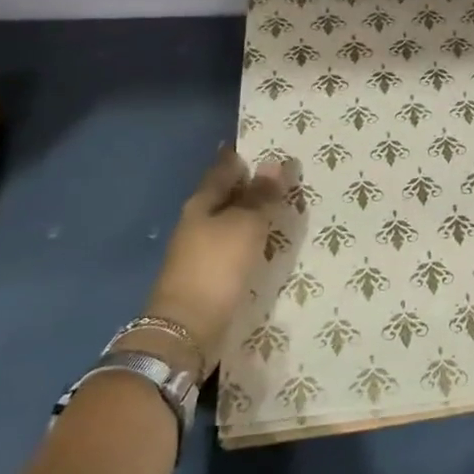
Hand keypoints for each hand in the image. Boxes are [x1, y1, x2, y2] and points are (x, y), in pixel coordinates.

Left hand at [135, 148, 282, 373]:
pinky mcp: (211, 275)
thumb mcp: (245, 224)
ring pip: (232, 221)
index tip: (268, 144)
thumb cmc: (216, 267)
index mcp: (202, 202)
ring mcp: (202, 250)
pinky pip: (236, 246)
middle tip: (286, 173)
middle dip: (252, 184)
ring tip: (286, 205)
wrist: (187, 329)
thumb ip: (261, 195)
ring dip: (254, 213)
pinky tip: (270, 241)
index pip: (224, 167)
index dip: (244, 155)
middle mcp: (198, 221)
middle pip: (227, 194)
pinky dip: (252, 238)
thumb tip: (273, 162)